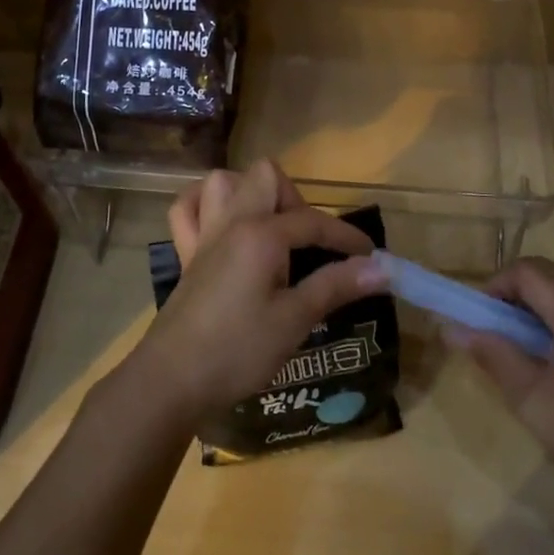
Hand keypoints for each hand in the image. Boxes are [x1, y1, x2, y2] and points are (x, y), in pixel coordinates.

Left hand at [122, 160, 382, 423]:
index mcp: (261, 234)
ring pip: (224, 181)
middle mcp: (231, 221)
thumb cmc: (238, 350)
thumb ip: (335, 286)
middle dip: (295, 199)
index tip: (372, 257)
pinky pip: (187, 209)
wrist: (172, 378)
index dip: (346, 237)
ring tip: (271, 230)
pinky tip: (223, 226)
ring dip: (251, 193)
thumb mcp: (294, 320)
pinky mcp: (185, 253)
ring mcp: (204, 234)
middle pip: (266, 176)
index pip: (313, 221)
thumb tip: (381, 268)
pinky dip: (205, 206)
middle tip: (308, 242)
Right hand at [458, 257, 553, 518]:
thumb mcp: (534, 402)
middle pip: (552, 275)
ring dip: (540, 307)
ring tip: (523, 347)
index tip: (480, 317)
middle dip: (516, 293)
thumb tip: (453, 329)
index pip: (529, 271)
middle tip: (496, 329)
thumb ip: (494, 357)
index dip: (496, 285)